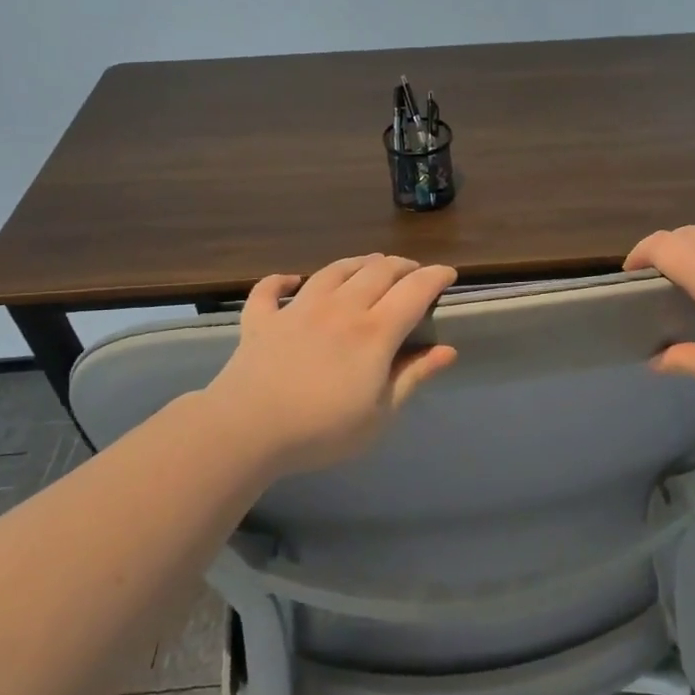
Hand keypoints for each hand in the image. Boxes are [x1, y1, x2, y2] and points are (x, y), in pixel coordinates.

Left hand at [203, 254, 458, 474]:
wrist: (247, 430)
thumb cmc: (322, 430)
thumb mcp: (380, 415)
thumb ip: (412, 377)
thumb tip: (447, 350)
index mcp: (374, 332)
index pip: (414, 291)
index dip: (435, 277)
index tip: (448, 274)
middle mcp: (340, 308)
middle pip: (377, 271)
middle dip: (401, 265)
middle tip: (412, 273)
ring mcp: (298, 309)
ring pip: (333, 270)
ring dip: (356, 264)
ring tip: (368, 266)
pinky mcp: (262, 319)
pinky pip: (270, 290)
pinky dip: (281, 281)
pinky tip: (290, 281)